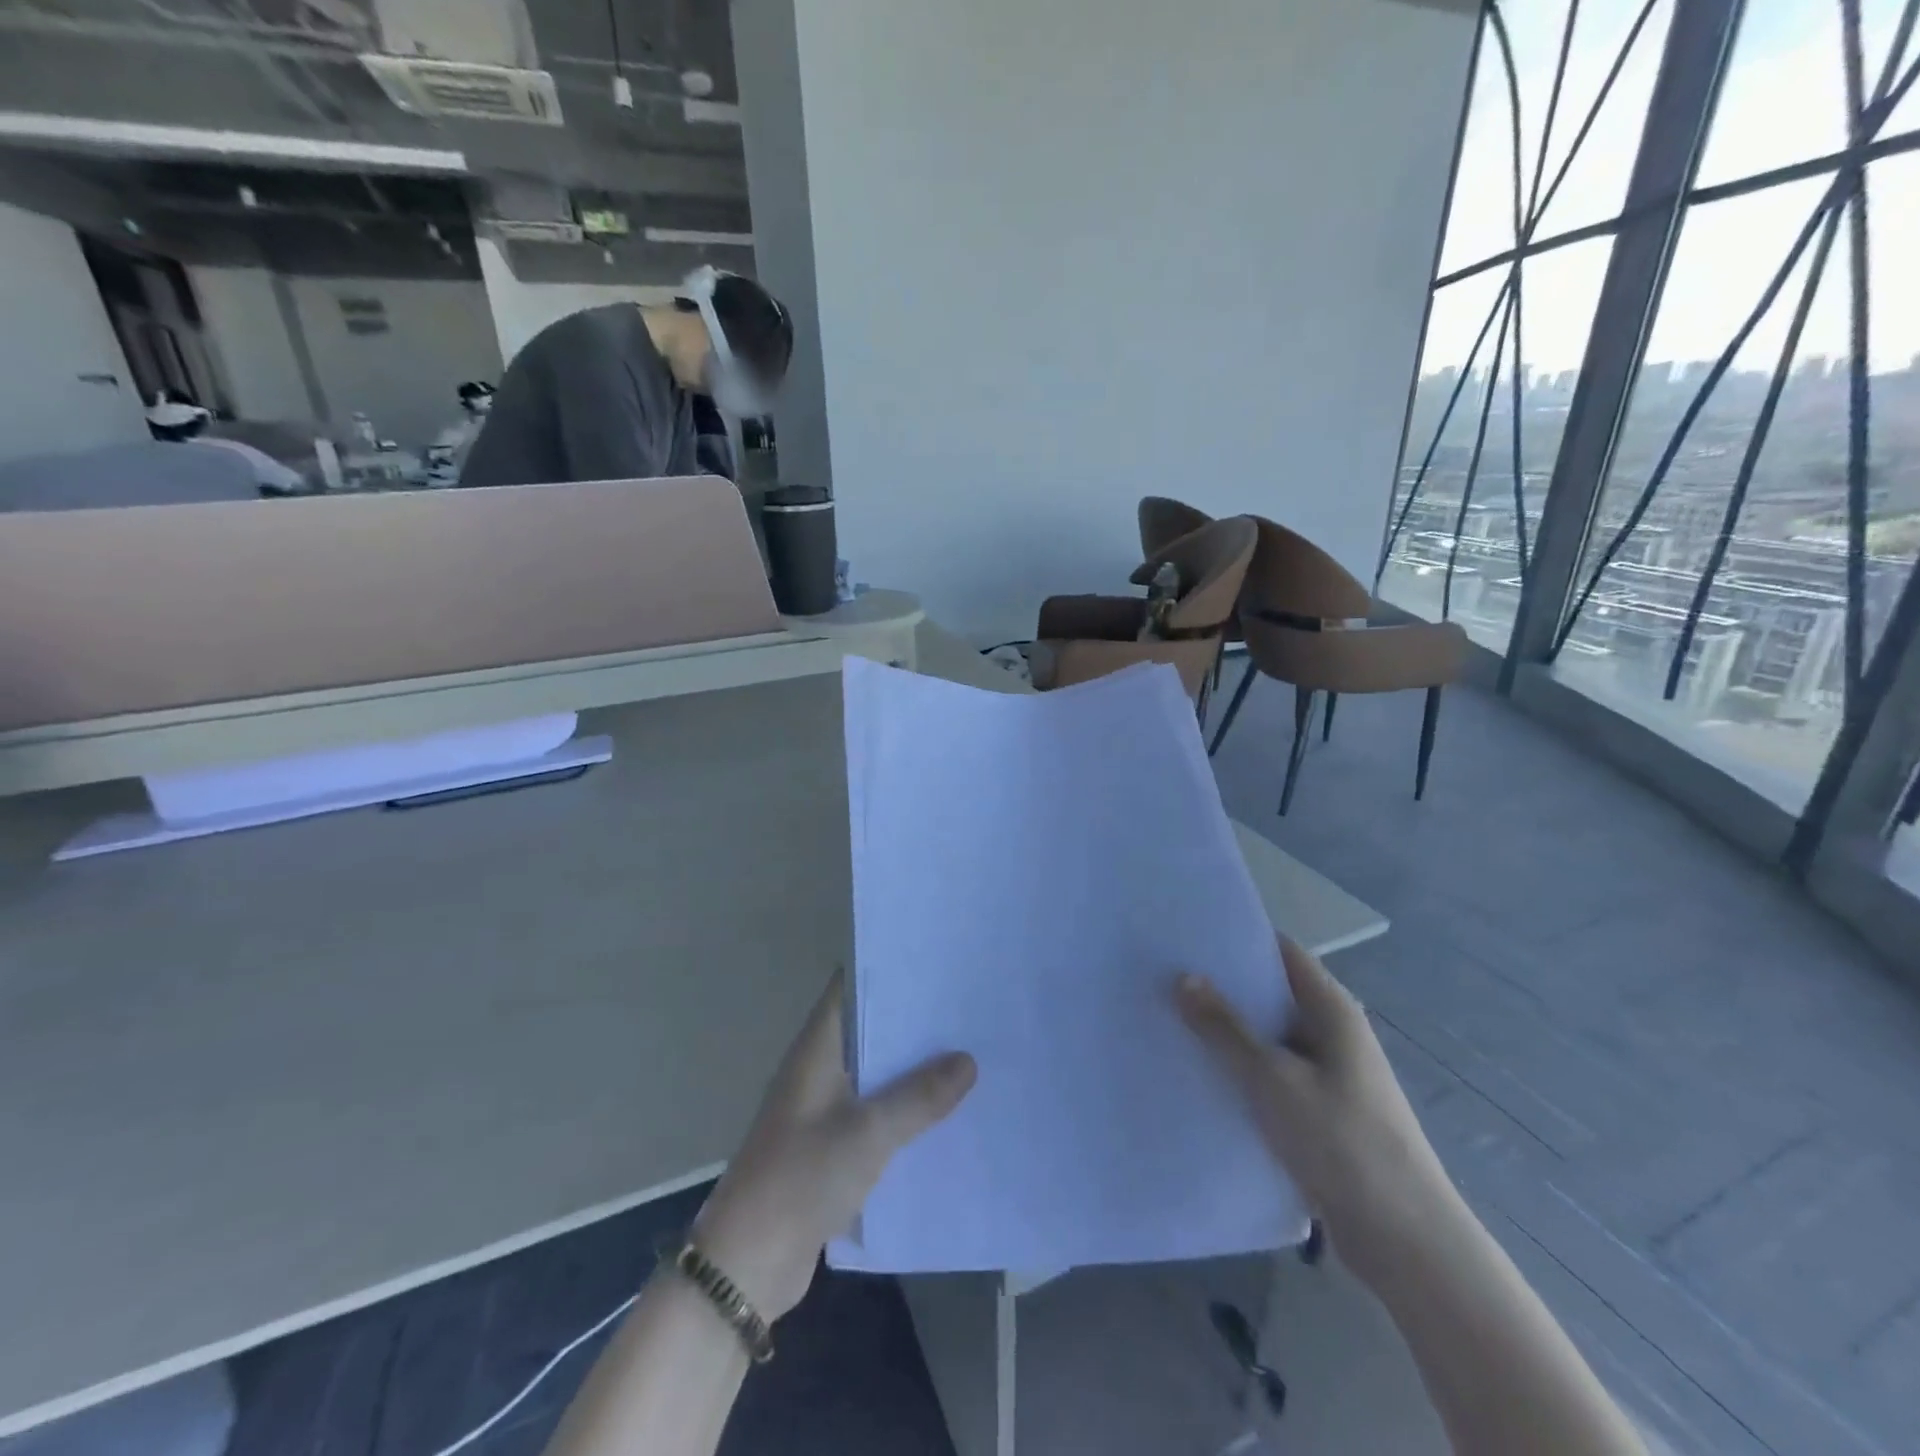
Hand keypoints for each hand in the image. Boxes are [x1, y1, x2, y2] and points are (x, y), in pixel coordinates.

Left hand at [691, 973, 975, 1320]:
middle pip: (867, 1030)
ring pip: (873, 1074)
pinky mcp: (828, 1146)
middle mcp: (817, 1069)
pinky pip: (873, 1113)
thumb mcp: (869, 1133)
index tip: (934, 962)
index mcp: (817, 1049)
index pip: (850, 987)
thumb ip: (920, 1096)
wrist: (748, 1264)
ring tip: (966, 1051)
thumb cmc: (802, 1178)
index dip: (887, 970)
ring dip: (910, 1067)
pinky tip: (942, 1112)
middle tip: (964, 1006)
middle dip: (911, 1020)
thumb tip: (968, 1059)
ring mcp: (821, 1109)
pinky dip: (902, 1108)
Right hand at [1176, 939, 1456, 1279]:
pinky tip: (1200, 1076)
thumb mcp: (1273, 1078)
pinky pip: (1272, 1076)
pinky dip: (1241, 1070)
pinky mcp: (1320, 1113)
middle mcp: (1332, 1034)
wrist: (1404, 1241)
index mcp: (1332, 1010)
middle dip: (1223, 986)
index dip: (1238, 938)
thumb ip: (1225, 1028)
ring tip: (1171, 1021)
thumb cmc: (1342, 1142)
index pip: (1281, 952)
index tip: (1188, 934)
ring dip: (1228, 1032)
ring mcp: (1328, 1075)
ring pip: (1268, 1038)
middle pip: (1271, 994)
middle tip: (1166, 977)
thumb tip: (1184, 977)